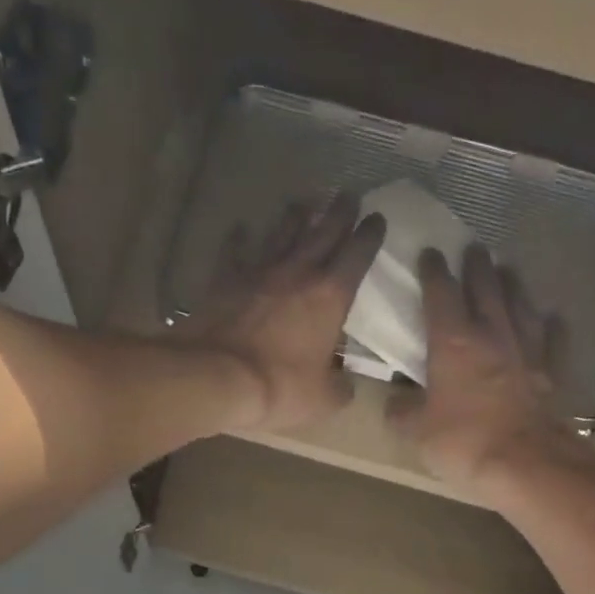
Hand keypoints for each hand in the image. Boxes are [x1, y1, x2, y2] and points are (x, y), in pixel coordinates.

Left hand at [184, 194, 385, 432]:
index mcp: (330, 296)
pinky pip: (234, 251)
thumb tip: (346, 385)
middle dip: (340, 212)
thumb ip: (340, 388)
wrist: (216, 376)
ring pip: (282, 233)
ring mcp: (258, 272)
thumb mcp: (323, 399)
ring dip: (296, 215)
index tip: (378, 218)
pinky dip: (239, 238)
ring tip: (305, 200)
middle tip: (349, 194)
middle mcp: (297, 273)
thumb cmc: (279, 387)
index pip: (358, 255)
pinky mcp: (225, 280)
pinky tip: (241, 227)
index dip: (370, 235)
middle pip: (323, 232)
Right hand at [388, 246, 594, 490]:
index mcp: (453, 341)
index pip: (440, 293)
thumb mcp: (417, 431)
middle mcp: (492, 334)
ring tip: (508, 270)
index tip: (429, 253)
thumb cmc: (464, 441)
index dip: (433, 271)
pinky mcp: (552, 372)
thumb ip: (403, 411)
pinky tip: (552, 318)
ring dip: (512, 285)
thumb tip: (395, 402)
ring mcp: (527, 350)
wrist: (527, 463)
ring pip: (520, 305)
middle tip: (473, 248)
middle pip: (485, 288)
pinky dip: (551, 326)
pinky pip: (553, 340)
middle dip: (476, 266)